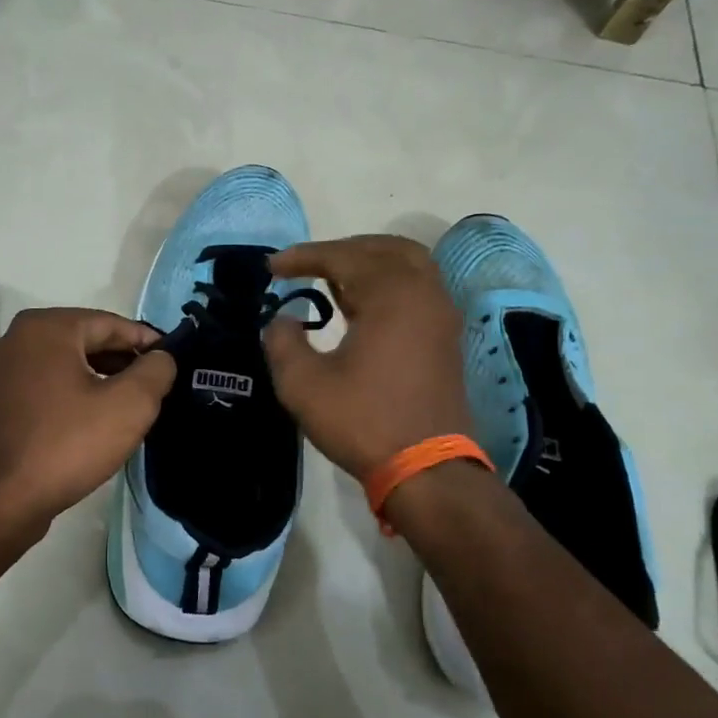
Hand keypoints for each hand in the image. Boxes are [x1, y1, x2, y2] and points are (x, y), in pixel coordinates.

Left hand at [0, 308, 175, 534]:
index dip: (148, 342)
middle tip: (157, 387)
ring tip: (133, 406)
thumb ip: (155, 371)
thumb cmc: (67, 444)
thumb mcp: (129, 405)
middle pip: (87, 341)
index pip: (111, 323)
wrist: (0, 502)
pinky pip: (48, 387)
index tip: (174, 362)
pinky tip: (96, 422)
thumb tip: (162, 358)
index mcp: (46, 328)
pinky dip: (75, 395)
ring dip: (102, 380)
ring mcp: (3, 372)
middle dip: (124, 361)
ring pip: (67, 365)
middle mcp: (18, 339)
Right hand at [264, 236, 471, 479]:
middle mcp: (424, 294)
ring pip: (408, 266)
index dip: (304, 257)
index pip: (343, 257)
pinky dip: (388, 284)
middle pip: (384, 249)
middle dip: (342, 250)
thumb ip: (283, 343)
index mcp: (392, 295)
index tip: (272, 268)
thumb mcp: (303, 385)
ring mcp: (441, 315)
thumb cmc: (363, 421)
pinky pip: (418, 290)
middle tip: (308, 264)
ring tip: (333, 280)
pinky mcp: (446, 338)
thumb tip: (283, 320)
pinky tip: (362, 307)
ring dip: (369, 263)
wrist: (427, 468)